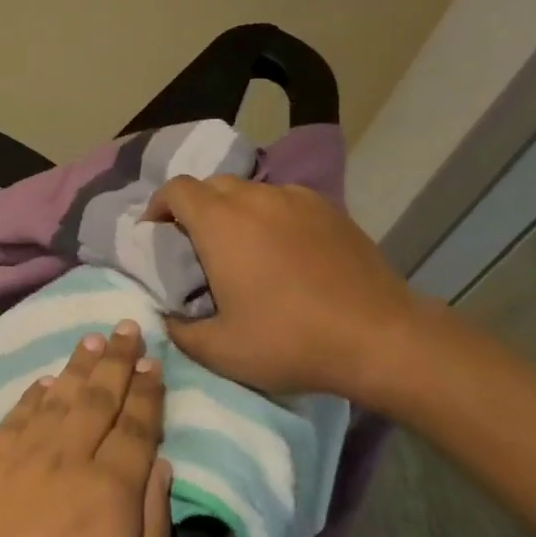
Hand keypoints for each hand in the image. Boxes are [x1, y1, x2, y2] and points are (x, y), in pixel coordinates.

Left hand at [0, 322, 172, 536]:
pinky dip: (33, 395)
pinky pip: (15, 416)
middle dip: (116, 362)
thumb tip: (161, 468)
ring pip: (57, 398)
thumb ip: (151, 530)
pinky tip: (45, 382)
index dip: (147, 394)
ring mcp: (19, 458)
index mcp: (109, 494)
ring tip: (92, 340)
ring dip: (78, 367)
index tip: (154, 363)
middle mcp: (67, 461)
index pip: (136, 430)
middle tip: (127, 328)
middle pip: (98, 400)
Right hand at [143, 176, 426, 408]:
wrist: (381, 338)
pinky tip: (282, 250)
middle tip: (194, 244)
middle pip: (211, 185)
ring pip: (250, 191)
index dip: (158, 205)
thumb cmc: (291, 340)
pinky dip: (270, 215)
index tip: (154, 232)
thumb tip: (167, 318)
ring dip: (233, 210)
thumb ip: (180, 332)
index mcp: (221, 223)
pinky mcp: (331, 210)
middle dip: (194, 207)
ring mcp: (297, 200)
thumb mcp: (221, 351)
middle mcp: (256, 199)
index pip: (176, 189)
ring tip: (240, 247)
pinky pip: (285, 201)